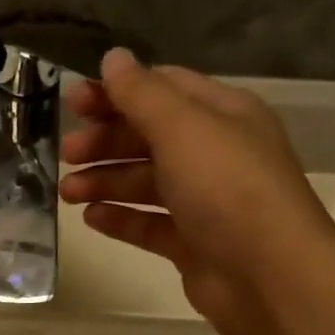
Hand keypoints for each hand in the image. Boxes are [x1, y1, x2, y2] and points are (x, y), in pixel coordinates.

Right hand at [60, 48, 334, 334]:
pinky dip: (121, 219)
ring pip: (146, 183)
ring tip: (68, 192)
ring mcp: (204, 202)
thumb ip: (142, 94)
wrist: (268, 276)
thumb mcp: (183, 128)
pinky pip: (150, 224)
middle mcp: (214, 154)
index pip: (163, 90)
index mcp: (222, 115)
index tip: (74, 103)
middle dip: (106, 142)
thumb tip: (113, 58)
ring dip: (105, 182)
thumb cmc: (227, 189)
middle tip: (66, 153)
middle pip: (150, 137)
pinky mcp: (192, 244)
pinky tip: (91, 219)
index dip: (117, 92)